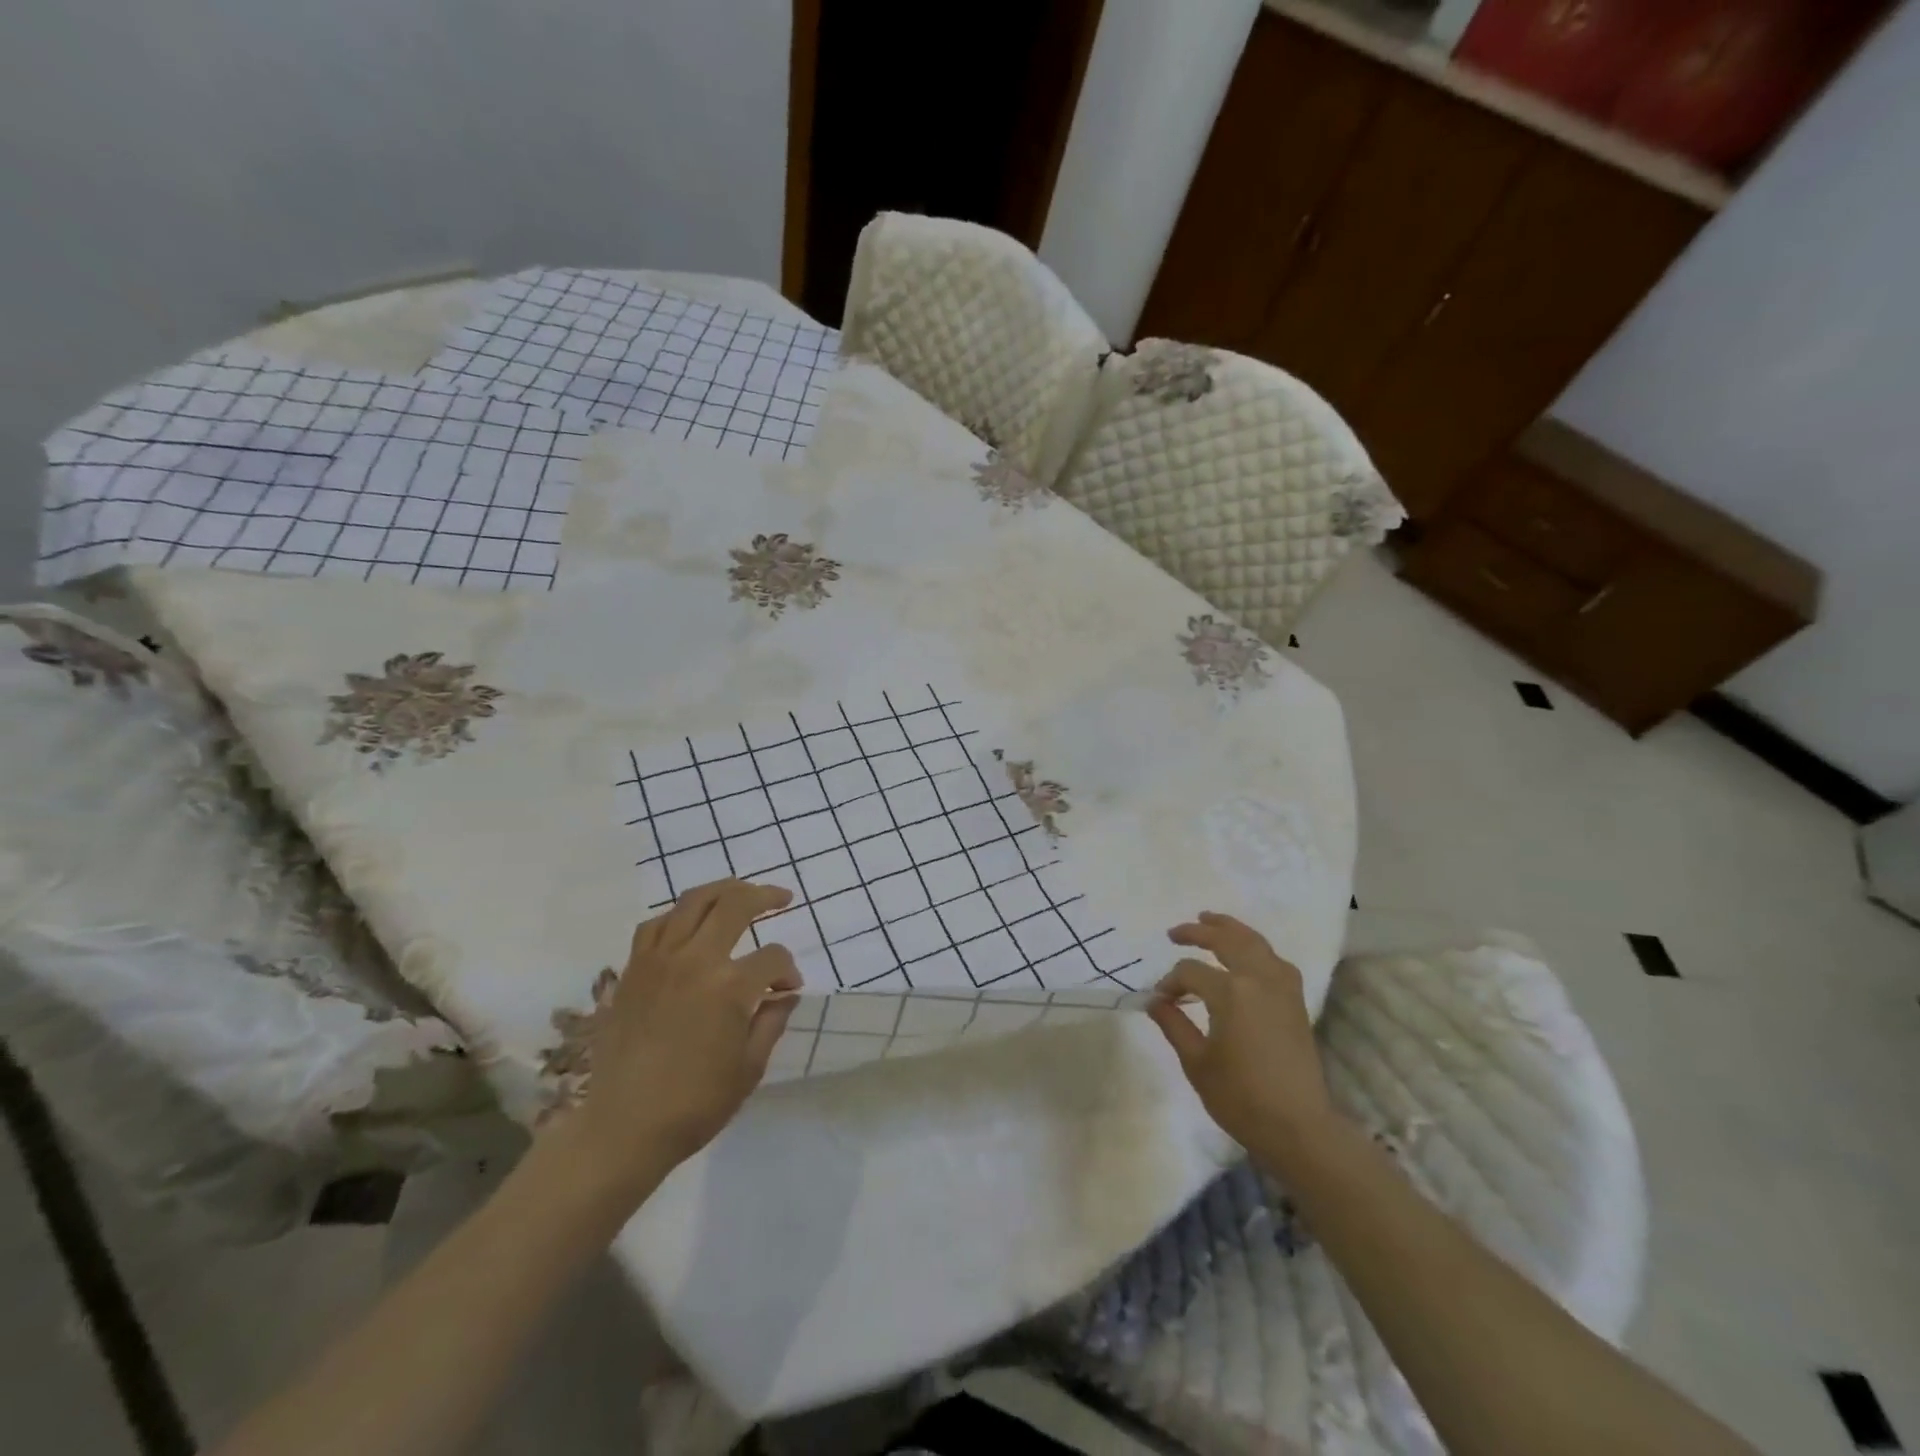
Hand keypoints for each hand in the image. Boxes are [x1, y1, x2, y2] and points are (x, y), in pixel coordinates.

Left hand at [565, 879, 802, 1186]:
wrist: (622, 1128)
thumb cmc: (694, 1104)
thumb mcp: (749, 1068)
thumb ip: (771, 1021)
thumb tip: (785, 994)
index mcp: (729, 986)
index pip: (773, 958)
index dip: (788, 971)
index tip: (789, 990)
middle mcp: (694, 960)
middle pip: (735, 904)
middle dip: (765, 896)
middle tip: (782, 898)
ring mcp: (658, 961)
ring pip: (692, 901)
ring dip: (723, 890)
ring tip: (739, 893)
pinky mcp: (632, 970)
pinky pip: (654, 925)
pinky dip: (676, 915)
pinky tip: (688, 923)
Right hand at [1148, 912, 1335, 1159]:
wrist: (1299, 1128)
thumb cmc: (1241, 1097)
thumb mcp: (1197, 1062)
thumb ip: (1173, 1024)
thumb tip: (1155, 1001)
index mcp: (1230, 992)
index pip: (1190, 972)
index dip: (1170, 983)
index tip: (1160, 1001)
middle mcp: (1258, 979)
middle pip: (1226, 940)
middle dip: (1197, 932)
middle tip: (1174, 932)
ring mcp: (1282, 988)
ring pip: (1255, 942)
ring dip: (1230, 928)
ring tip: (1210, 919)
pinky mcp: (1296, 1001)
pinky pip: (1274, 960)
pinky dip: (1257, 948)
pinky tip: (1247, 954)